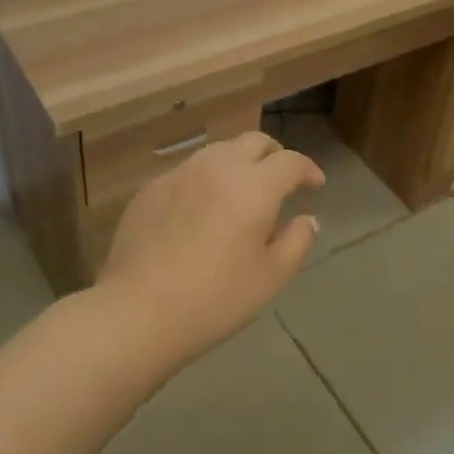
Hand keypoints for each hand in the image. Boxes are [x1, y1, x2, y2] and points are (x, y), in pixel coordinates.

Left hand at [96, 131, 323, 365]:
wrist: (138, 311)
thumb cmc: (215, 298)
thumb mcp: (271, 278)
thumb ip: (297, 242)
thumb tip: (308, 220)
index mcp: (254, 186)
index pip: (290, 161)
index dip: (308, 169)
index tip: (315, 185)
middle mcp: (217, 167)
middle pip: (253, 141)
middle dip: (274, 155)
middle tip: (280, 181)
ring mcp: (179, 174)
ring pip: (218, 151)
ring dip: (238, 163)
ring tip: (240, 192)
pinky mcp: (150, 189)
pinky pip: (187, 172)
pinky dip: (205, 181)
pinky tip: (200, 211)